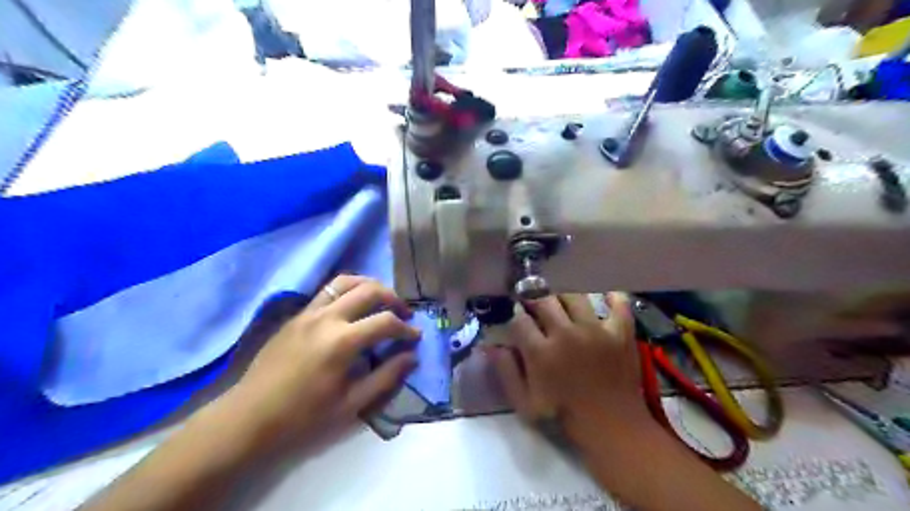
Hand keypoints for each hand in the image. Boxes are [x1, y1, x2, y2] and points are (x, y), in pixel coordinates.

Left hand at [232, 276, 421, 447]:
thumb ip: (386, 377)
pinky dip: (347, 291)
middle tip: (403, 314)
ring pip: (346, 281)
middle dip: (393, 299)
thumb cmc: (303, 417)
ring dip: (369, 286)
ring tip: (381, 301)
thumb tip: (412, 356)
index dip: (406, 328)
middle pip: (369, 290)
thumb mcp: (351, 404)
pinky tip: (352, 308)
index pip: (386, 321)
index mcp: (342, 342)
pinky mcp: (296, 315)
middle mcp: (326, 318)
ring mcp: (308, 312)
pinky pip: (327, 291)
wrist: (249, 418)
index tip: (415, 337)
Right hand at [491, 294, 645, 436]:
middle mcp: (566, 334)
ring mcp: (595, 330)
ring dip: (564, 296)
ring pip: (574, 296)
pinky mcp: (620, 332)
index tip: (516, 316)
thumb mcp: (524, 403)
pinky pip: (618, 303)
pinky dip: (611, 297)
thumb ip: (506, 372)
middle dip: (535, 298)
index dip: (515, 315)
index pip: (519, 319)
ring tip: (562, 303)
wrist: (611, 426)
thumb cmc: (563, 415)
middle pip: (544, 300)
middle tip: (535, 304)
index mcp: (541, 352)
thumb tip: (491, 346)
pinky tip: (603, 297)